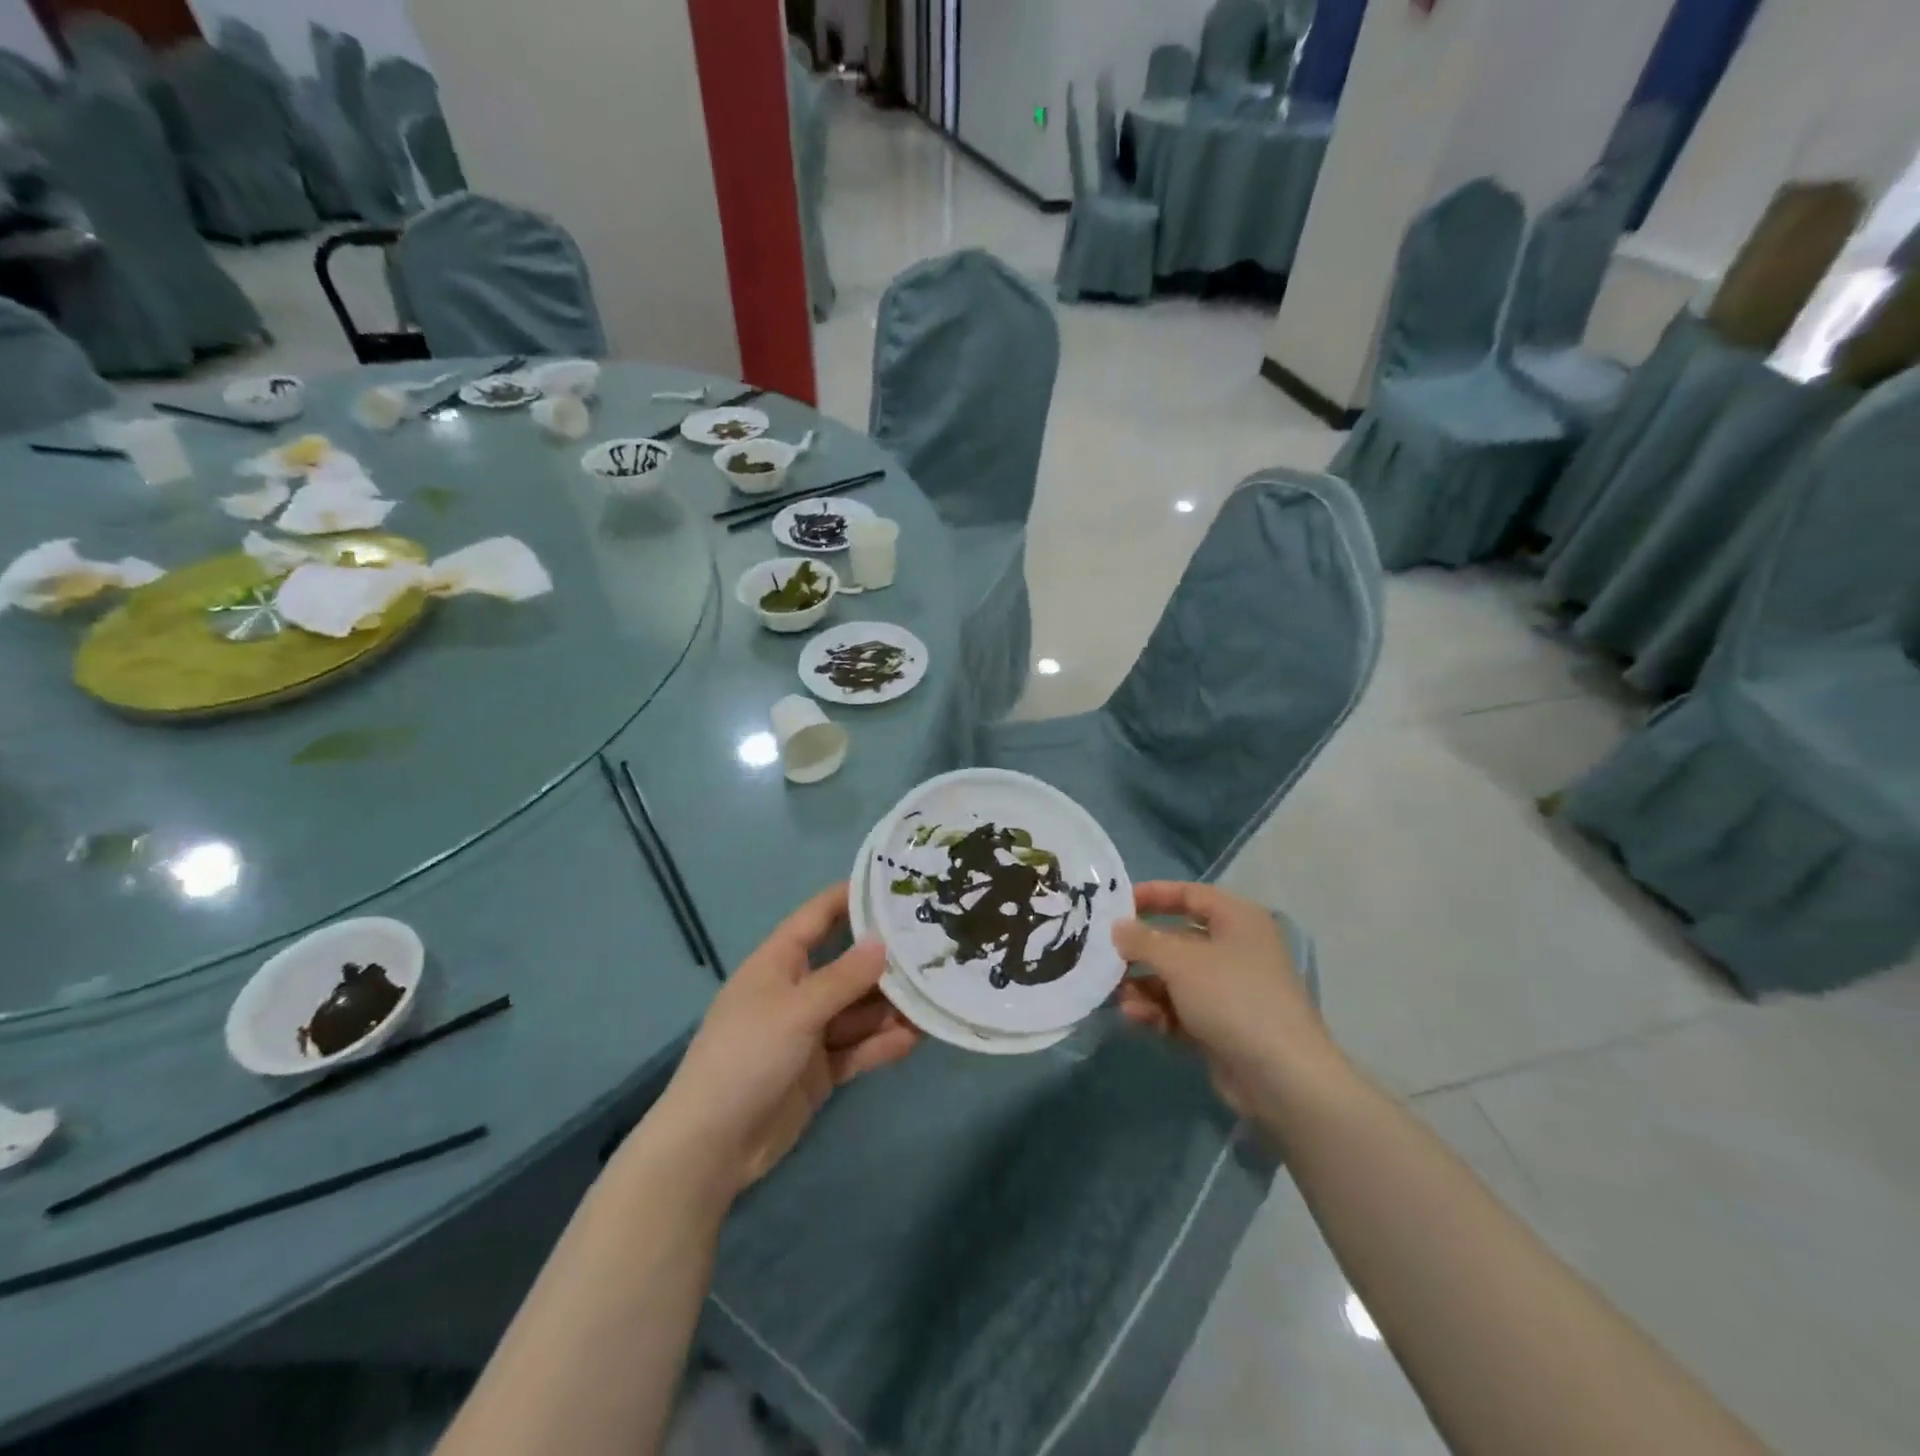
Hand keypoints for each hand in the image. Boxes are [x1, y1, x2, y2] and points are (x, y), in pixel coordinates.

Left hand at [655, 884, 920, 1195]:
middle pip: (847, 966)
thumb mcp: (797, 1009)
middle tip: (935, 948)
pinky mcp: (819, 1070)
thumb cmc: (747, 1056)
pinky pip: (857, 1048)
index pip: (818, 917)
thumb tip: (883, 941)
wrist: (712, 1145)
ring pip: (858, 1010)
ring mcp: (808, 1033)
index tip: (894, 884)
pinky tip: (916, 1038)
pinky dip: (882, 1043)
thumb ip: (844, 977)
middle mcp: (796, 991)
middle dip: (885, 960)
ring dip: (891, 1006)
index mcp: (778, 963)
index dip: (851, 898)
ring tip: (937, 997)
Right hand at [1113, 881, 1339, 1120]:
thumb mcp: (1180, 961)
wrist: (1281, 1076)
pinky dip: (1159, 1011)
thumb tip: (1118, 928)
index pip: (1189, 894)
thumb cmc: (1232, 997)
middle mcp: (1235, 948)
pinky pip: (1181, 1008)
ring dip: (1145, 985)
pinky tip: (1137, 1019)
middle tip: (1105, 956)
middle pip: (1177, 939)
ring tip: (1120, 997)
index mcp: (1237, 919)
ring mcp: (1230, 990)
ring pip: (1175, 978)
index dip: (1153, 895)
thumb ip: (1143, 940)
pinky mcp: (1222, 1025)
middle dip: (1141, 950)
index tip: (1115, 904)